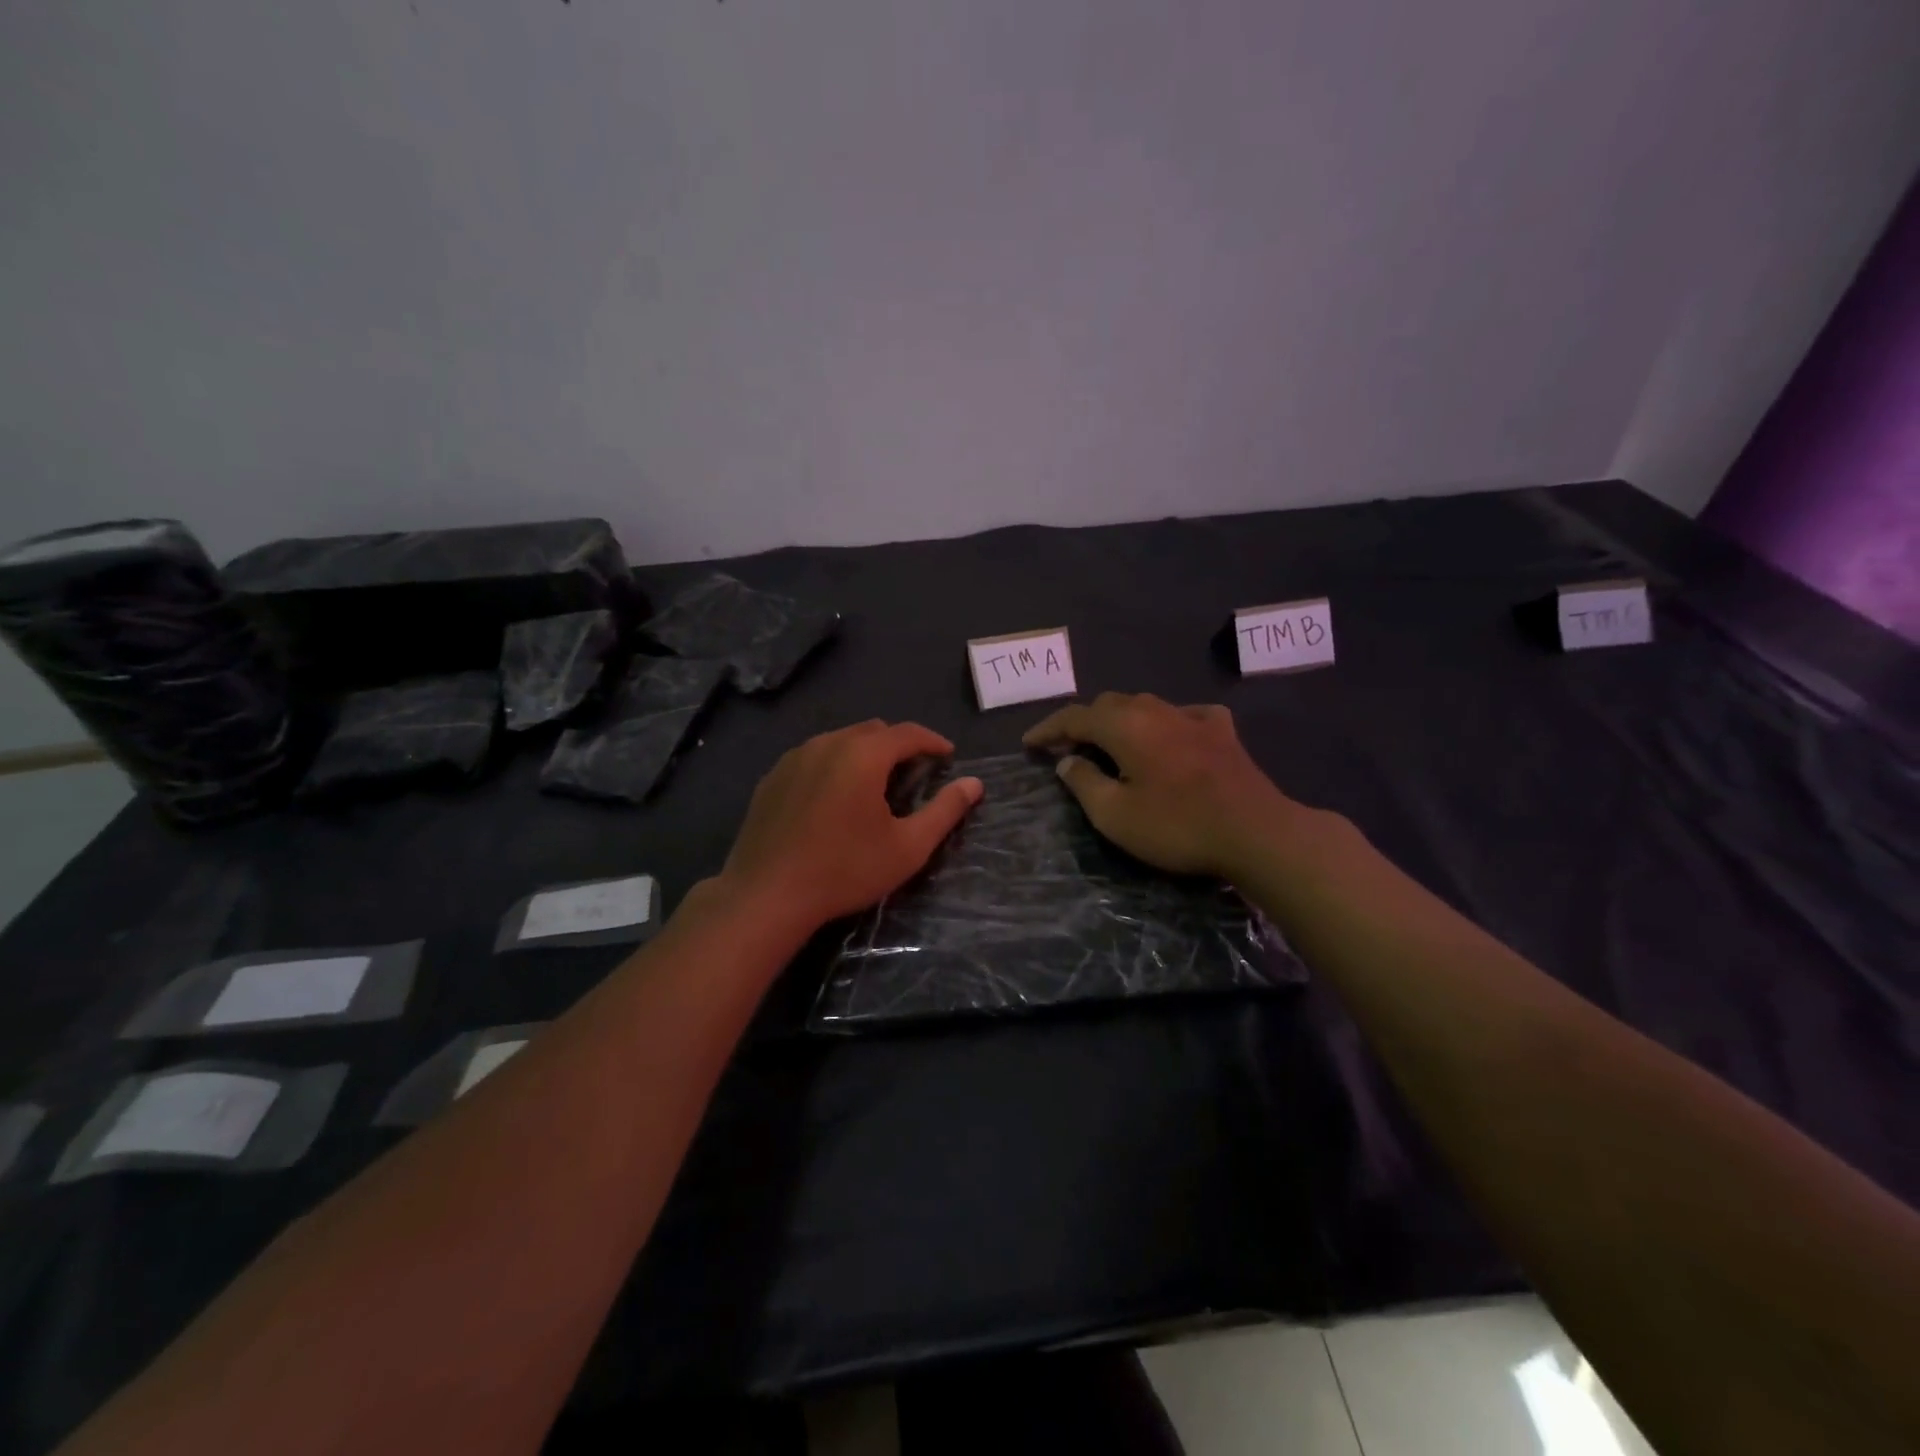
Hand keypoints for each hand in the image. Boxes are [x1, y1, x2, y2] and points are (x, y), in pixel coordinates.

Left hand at [717, 720, 984, 930]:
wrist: (766, 895)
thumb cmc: (844, 870)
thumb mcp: (907, 847)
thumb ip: (944, 811)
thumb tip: (974, 784)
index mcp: (863, 755)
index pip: (908, 733)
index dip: (933, 741)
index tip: (948, 757)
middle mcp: (827, 743)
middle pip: (873, 731)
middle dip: (899, 745)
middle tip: (914, 774)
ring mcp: (794, 758)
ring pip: (840, 740)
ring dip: (865, 753)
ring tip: (875, 785)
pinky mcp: (772, 777)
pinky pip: (813, 756)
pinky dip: (834, 765)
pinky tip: (834, 798)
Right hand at [1022, 693, 1295, 876]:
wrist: (1256, 831)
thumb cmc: (1177, 826)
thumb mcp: (1116, 815)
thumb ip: (1084, 783)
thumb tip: (1067, 761)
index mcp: (1124, 726)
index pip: (1074, 717)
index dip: (1048, 729)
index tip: (1029, 744)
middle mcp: (1155, 710)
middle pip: (1108, 705)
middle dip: (1082, 723)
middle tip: (1067, 748)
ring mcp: (1192, 717)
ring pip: (1145, 705)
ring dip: (1120, 720)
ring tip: (1110, 743)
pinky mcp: (1221, 731)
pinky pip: (1183, 715)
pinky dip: (1164, 723)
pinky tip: (1169, 736)